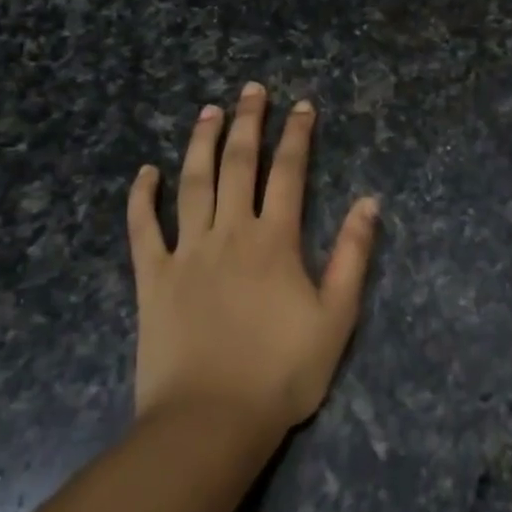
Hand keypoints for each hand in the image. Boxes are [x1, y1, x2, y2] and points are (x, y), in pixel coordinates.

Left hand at [128, 83, 379, 435]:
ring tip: (208, 111)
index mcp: (275, 241)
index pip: (289, 173)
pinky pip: (143, 228)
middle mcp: (230, 232)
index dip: (297, 135)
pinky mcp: (152, 276)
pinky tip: (145, 172)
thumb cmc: (281, 373)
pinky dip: (141, 198)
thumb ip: (353, 256)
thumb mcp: (336, 318)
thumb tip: (369, 202)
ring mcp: (187, 252)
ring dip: (201, 143)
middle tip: (252, 90)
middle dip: (248, 122)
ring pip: (193, 183)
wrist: (211, 421)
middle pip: (239, 164)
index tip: (302, 105)